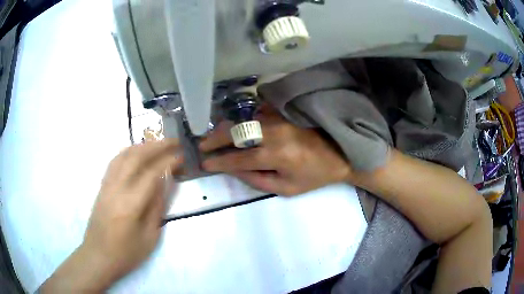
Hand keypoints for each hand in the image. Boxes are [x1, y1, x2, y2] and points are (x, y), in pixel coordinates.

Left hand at [40, 139, 182, 292]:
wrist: (98, 256)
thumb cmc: (126, 253)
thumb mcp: (149, 237)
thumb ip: (157, 208)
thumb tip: (164, 183)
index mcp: (131, 205)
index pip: (151, 174)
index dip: (168, 162)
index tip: (181, 156)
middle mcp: (117, 188)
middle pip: (136, 157)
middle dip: (157, 146)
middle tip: (173, 141)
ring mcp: (107, 185)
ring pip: (124, 155)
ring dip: (142, 145)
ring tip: (157, 143)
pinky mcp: (102, 186)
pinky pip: (114, 161)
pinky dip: (127, 152)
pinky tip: (135, 152)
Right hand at [200, 106, 350, 195]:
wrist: (340, 153)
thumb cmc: (314, 176)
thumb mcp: (286, 188)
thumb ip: (256, 179)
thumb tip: (232, 168)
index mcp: (277, 155)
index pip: (238, 158)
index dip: (218, 161)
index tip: (204, 163)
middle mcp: (275, 132)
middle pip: (236, 133)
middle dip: (215, 139)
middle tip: (202, 144)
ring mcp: (279, 118)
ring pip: (244, 120)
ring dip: (225, 128)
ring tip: (213, 136)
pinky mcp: (283, 111)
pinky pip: (256, 114)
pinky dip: (242, 121)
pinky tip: (236, 127)